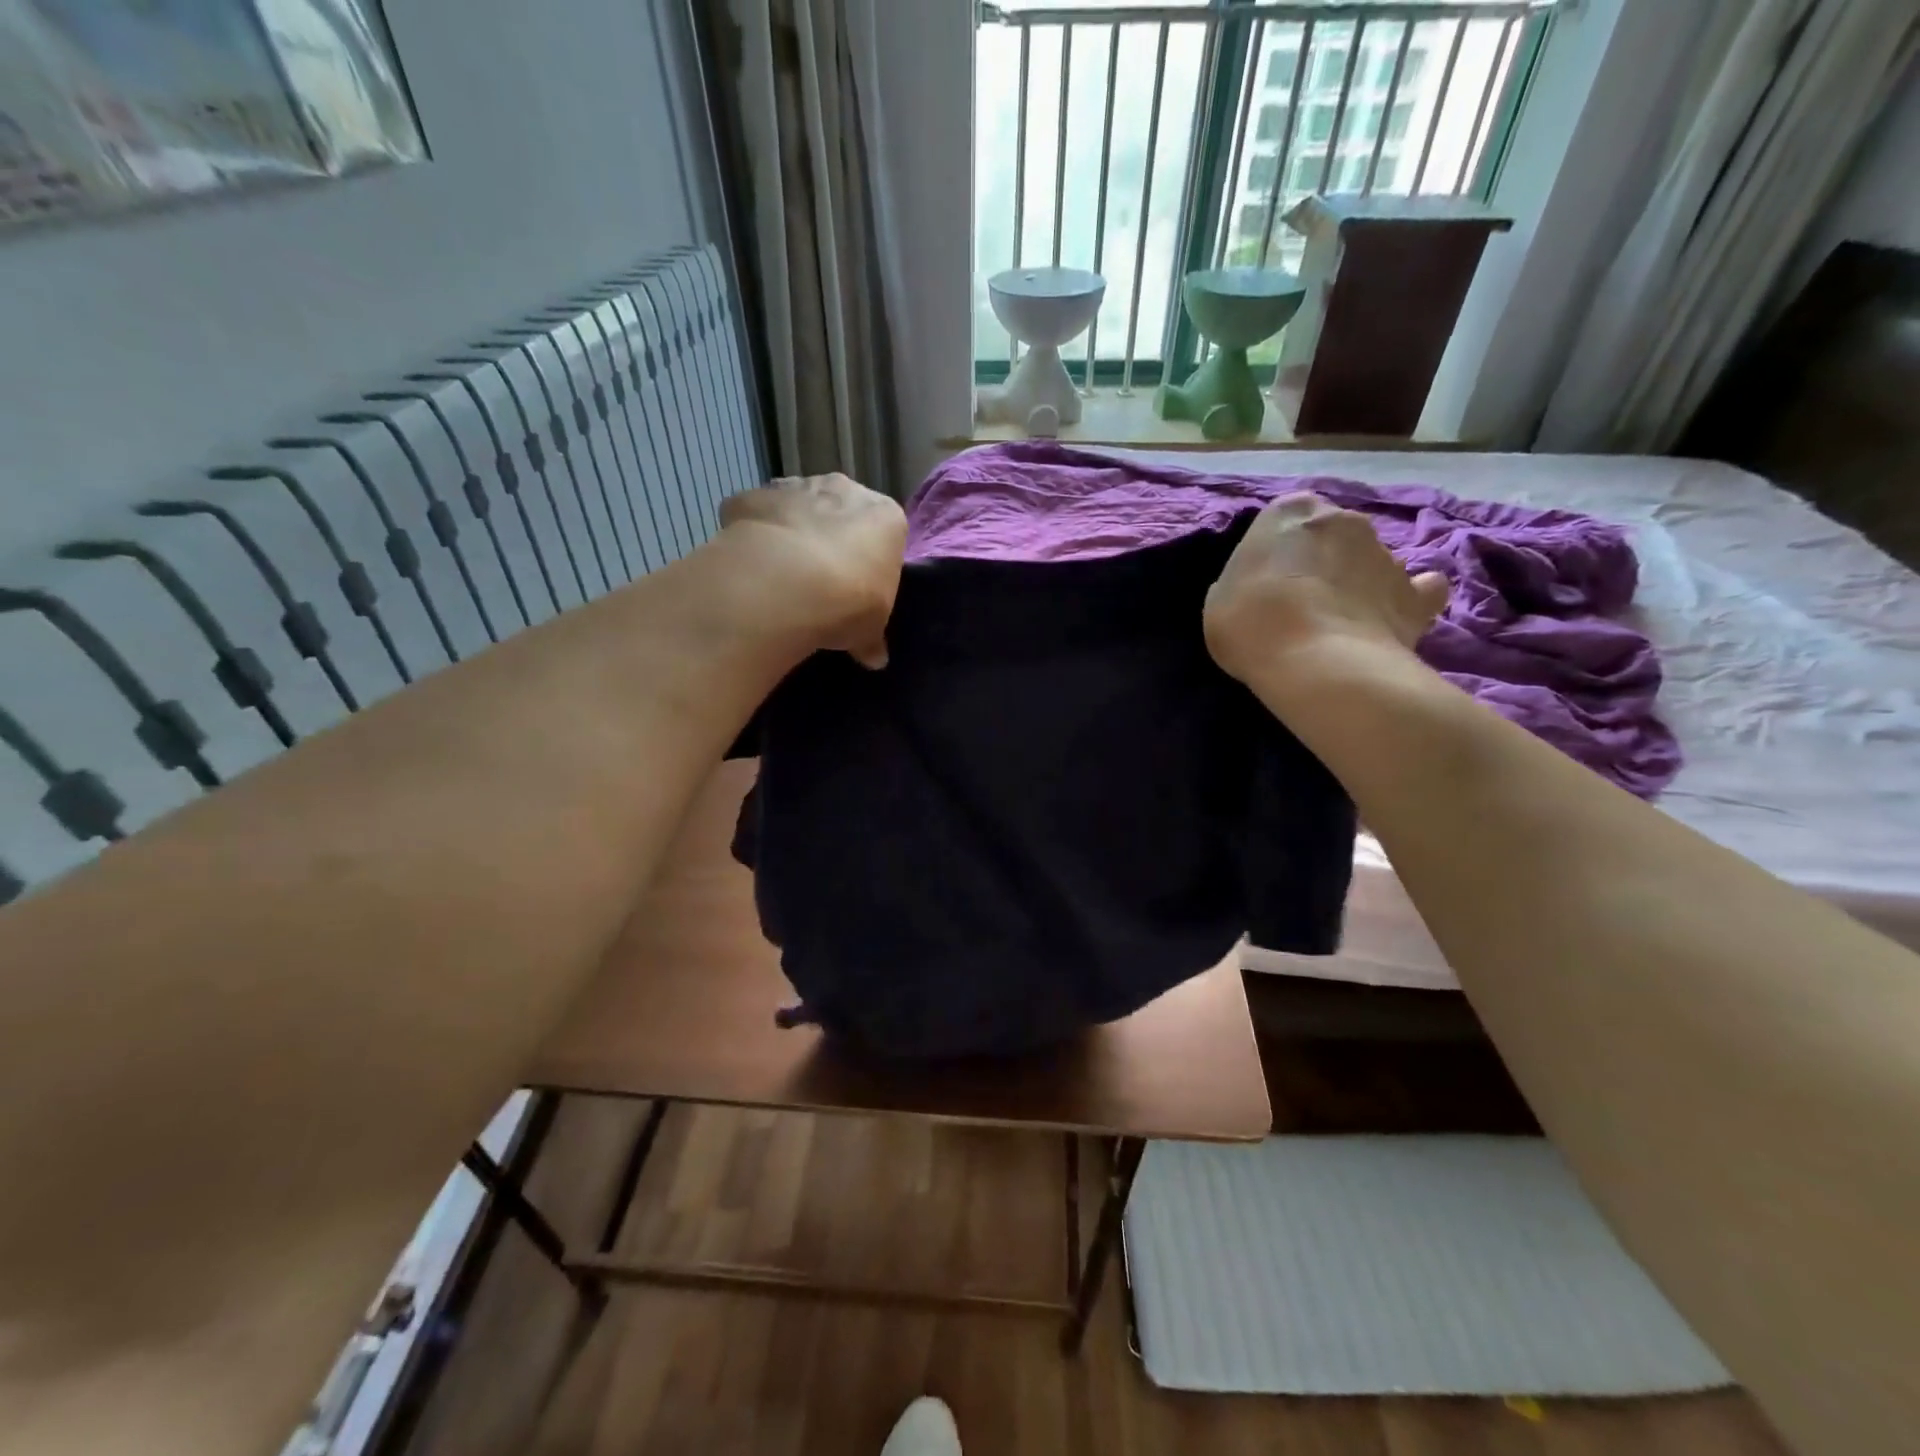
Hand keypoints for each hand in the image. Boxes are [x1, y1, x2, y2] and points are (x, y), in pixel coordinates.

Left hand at [719, 473, 906, 667]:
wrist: (785, 585)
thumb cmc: (849, 602)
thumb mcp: (869, 630)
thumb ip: (871, 639)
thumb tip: (875, 658)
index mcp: (885, 517)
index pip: (883, 533)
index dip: (870, 561)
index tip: (859, 588)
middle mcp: (843, 490)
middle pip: (840, 511)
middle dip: (831, 538)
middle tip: (821, 581)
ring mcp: (795, 488)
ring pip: (796, 506)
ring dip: (792, 533)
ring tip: (783, 577)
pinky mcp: (751, 497)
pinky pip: (754, 515)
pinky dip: (752, 536)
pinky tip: (750, 567)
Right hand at [1204, 493, 1448, 684]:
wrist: (1313, 661)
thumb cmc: (1250, 622)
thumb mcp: (1220, 598)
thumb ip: (1245, 581)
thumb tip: (1264, 588)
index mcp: (1291, 511)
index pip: (1285, 519)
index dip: (1277, 552)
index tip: (1266, 582)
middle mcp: (1344, 519)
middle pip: (1332, 536)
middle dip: (1322, 561)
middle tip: (1301, 603)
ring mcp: (1386, 554)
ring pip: (1370, 562)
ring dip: (1357, 583)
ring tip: (1338, 625)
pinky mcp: (1416, 594)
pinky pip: (1418, 591)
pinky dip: (1408, 601)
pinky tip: (1391, 621)